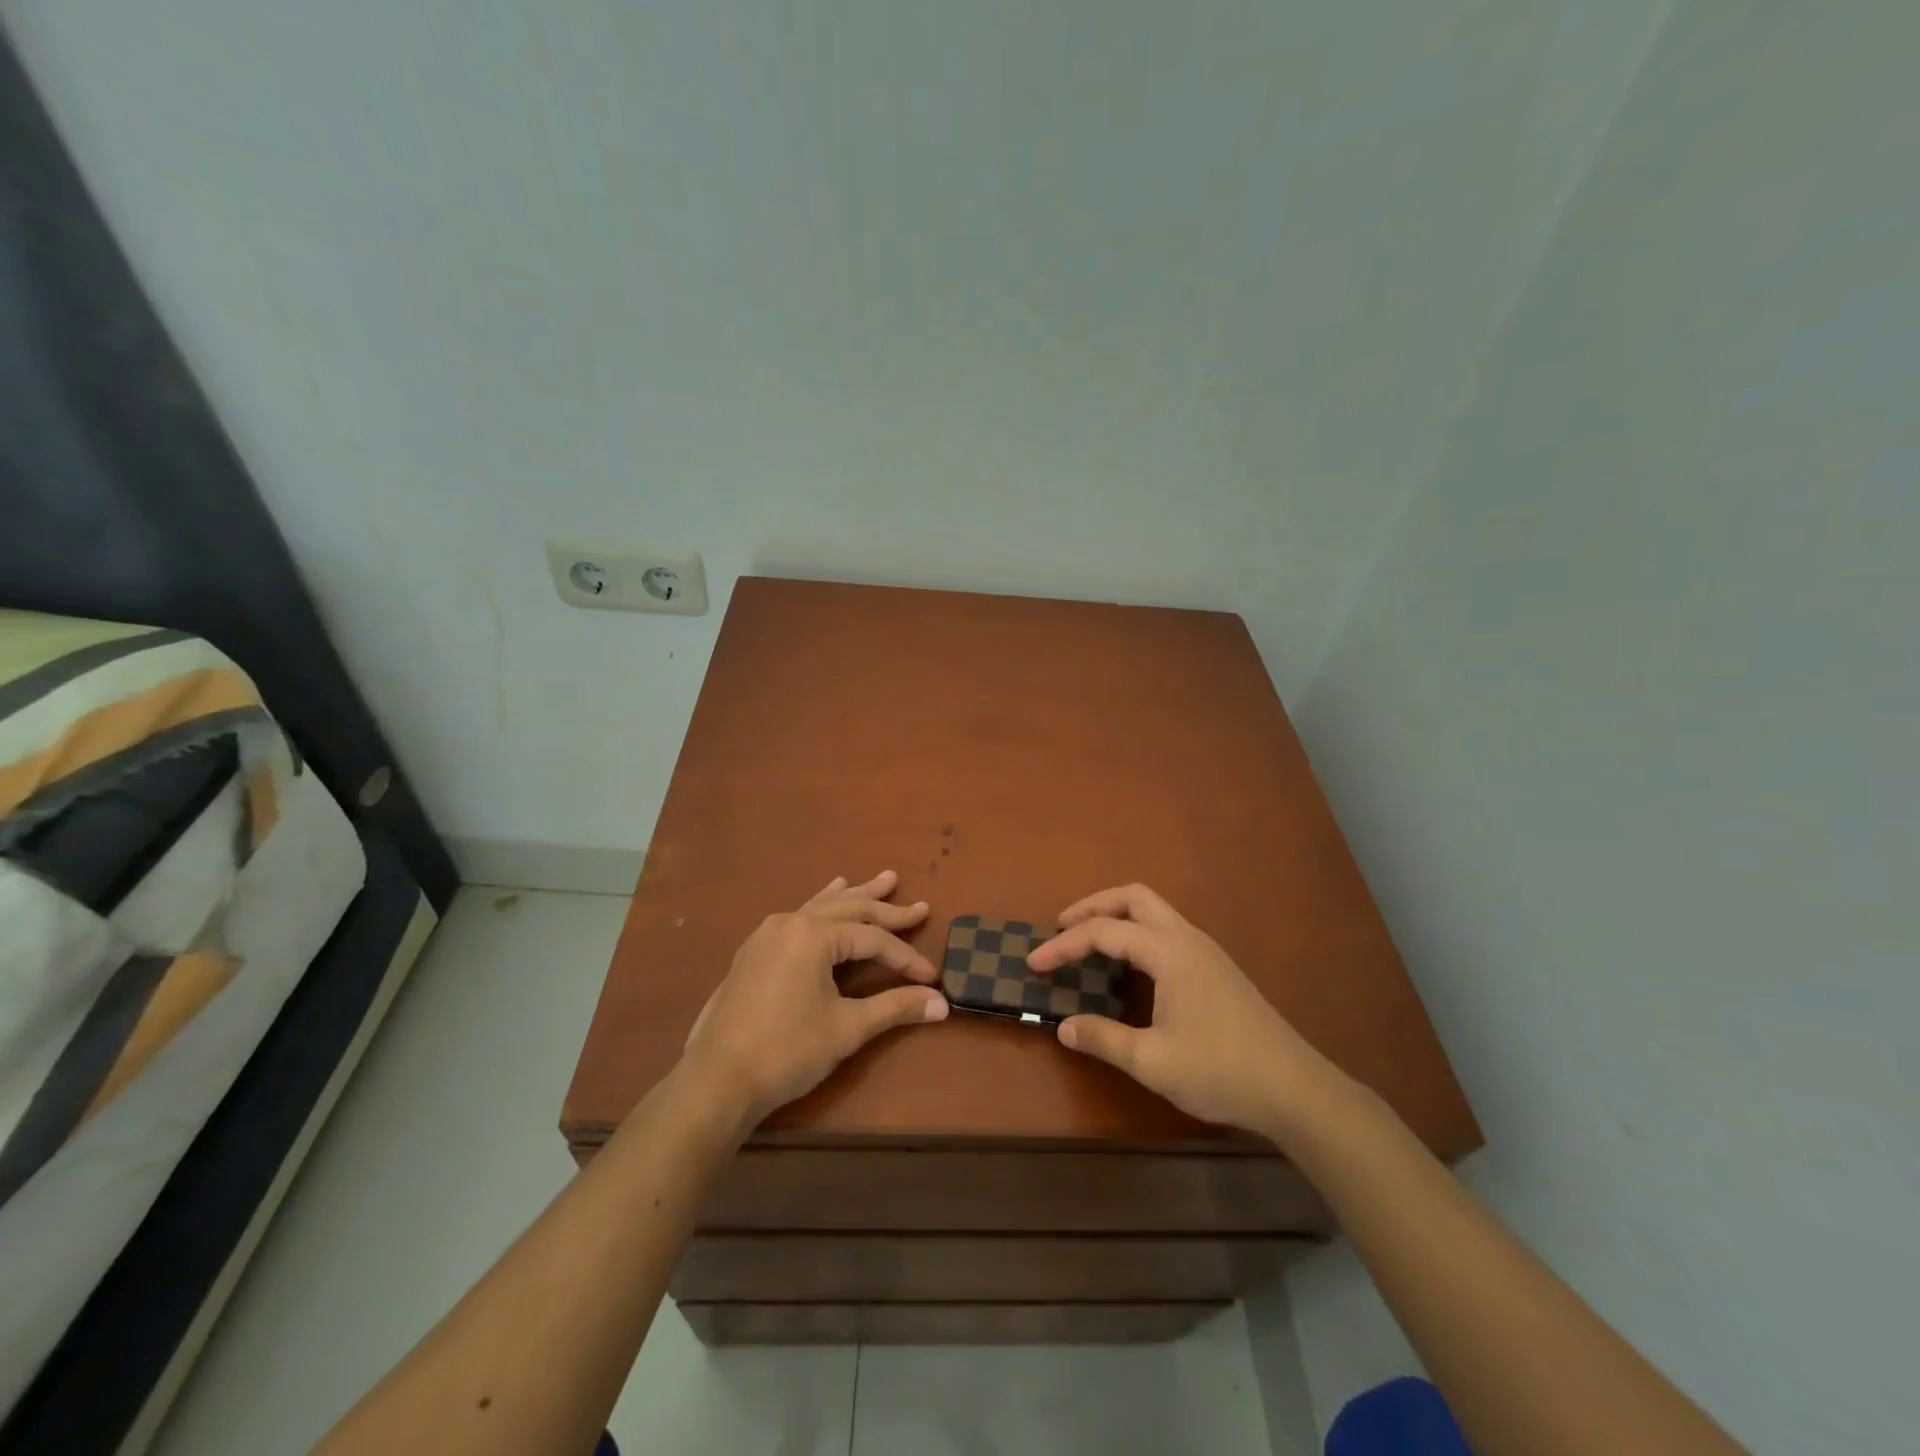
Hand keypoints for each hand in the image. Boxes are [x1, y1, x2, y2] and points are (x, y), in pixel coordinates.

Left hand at [681, 871, 948, 1130]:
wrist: (717, 1080)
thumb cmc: (787, 1051)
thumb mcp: (847, 1028)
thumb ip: (895, 1008)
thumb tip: (942, 1005)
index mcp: (814, 935)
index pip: (873, 940)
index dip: (905, 957)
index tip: (930, 976)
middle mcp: (791, 922)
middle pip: (850, 910)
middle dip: (888, 911)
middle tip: (920, 907)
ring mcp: (768, 934)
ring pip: (823, 906)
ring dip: (856, 896)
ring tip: (883, 880)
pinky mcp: (755, 950)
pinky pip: (799, 916)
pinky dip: (822, 905)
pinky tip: (827, 897)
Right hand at [1028, 883, 1338, 1135]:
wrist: (1295, 1090)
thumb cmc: (1221, 1071)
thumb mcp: (1152, 1061)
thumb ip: (1103, 1038)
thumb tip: (1063, 1027)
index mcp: (1169, 952)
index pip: (1104, 932)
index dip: (1064, 945)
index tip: (1034, 964)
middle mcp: (1187, 938)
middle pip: (1133, 897)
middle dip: (1093, 906)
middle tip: (1061, 928)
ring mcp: (1205, 951)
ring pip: (1153, 910)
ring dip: (1116, 917)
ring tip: (1088, 942)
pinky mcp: (1216, 967)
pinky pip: (1166, 930)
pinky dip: (1136, 933)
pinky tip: (1128, 966)